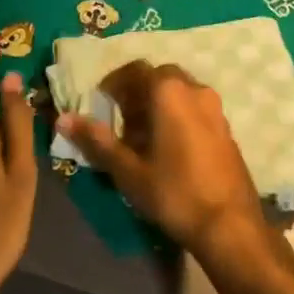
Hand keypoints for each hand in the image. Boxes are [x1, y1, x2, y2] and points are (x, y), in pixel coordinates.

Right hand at [56, 61, 266, 260]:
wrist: (230, 224)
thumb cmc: (174, 192)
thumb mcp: (128, 170)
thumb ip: (97, 140)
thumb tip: (63, 119)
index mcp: (169, 91)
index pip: (135, 70)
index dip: (114, 83)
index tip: (101, 102)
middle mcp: (194, 89)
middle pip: (160, 76)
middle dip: (138, 92)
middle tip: (121, 119)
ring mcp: (215, 107)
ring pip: (180, 90)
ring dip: (159, 102)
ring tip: (143, 135)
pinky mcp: (226, 126)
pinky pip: (195, 107)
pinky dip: (178, 114)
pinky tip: (169, 146)